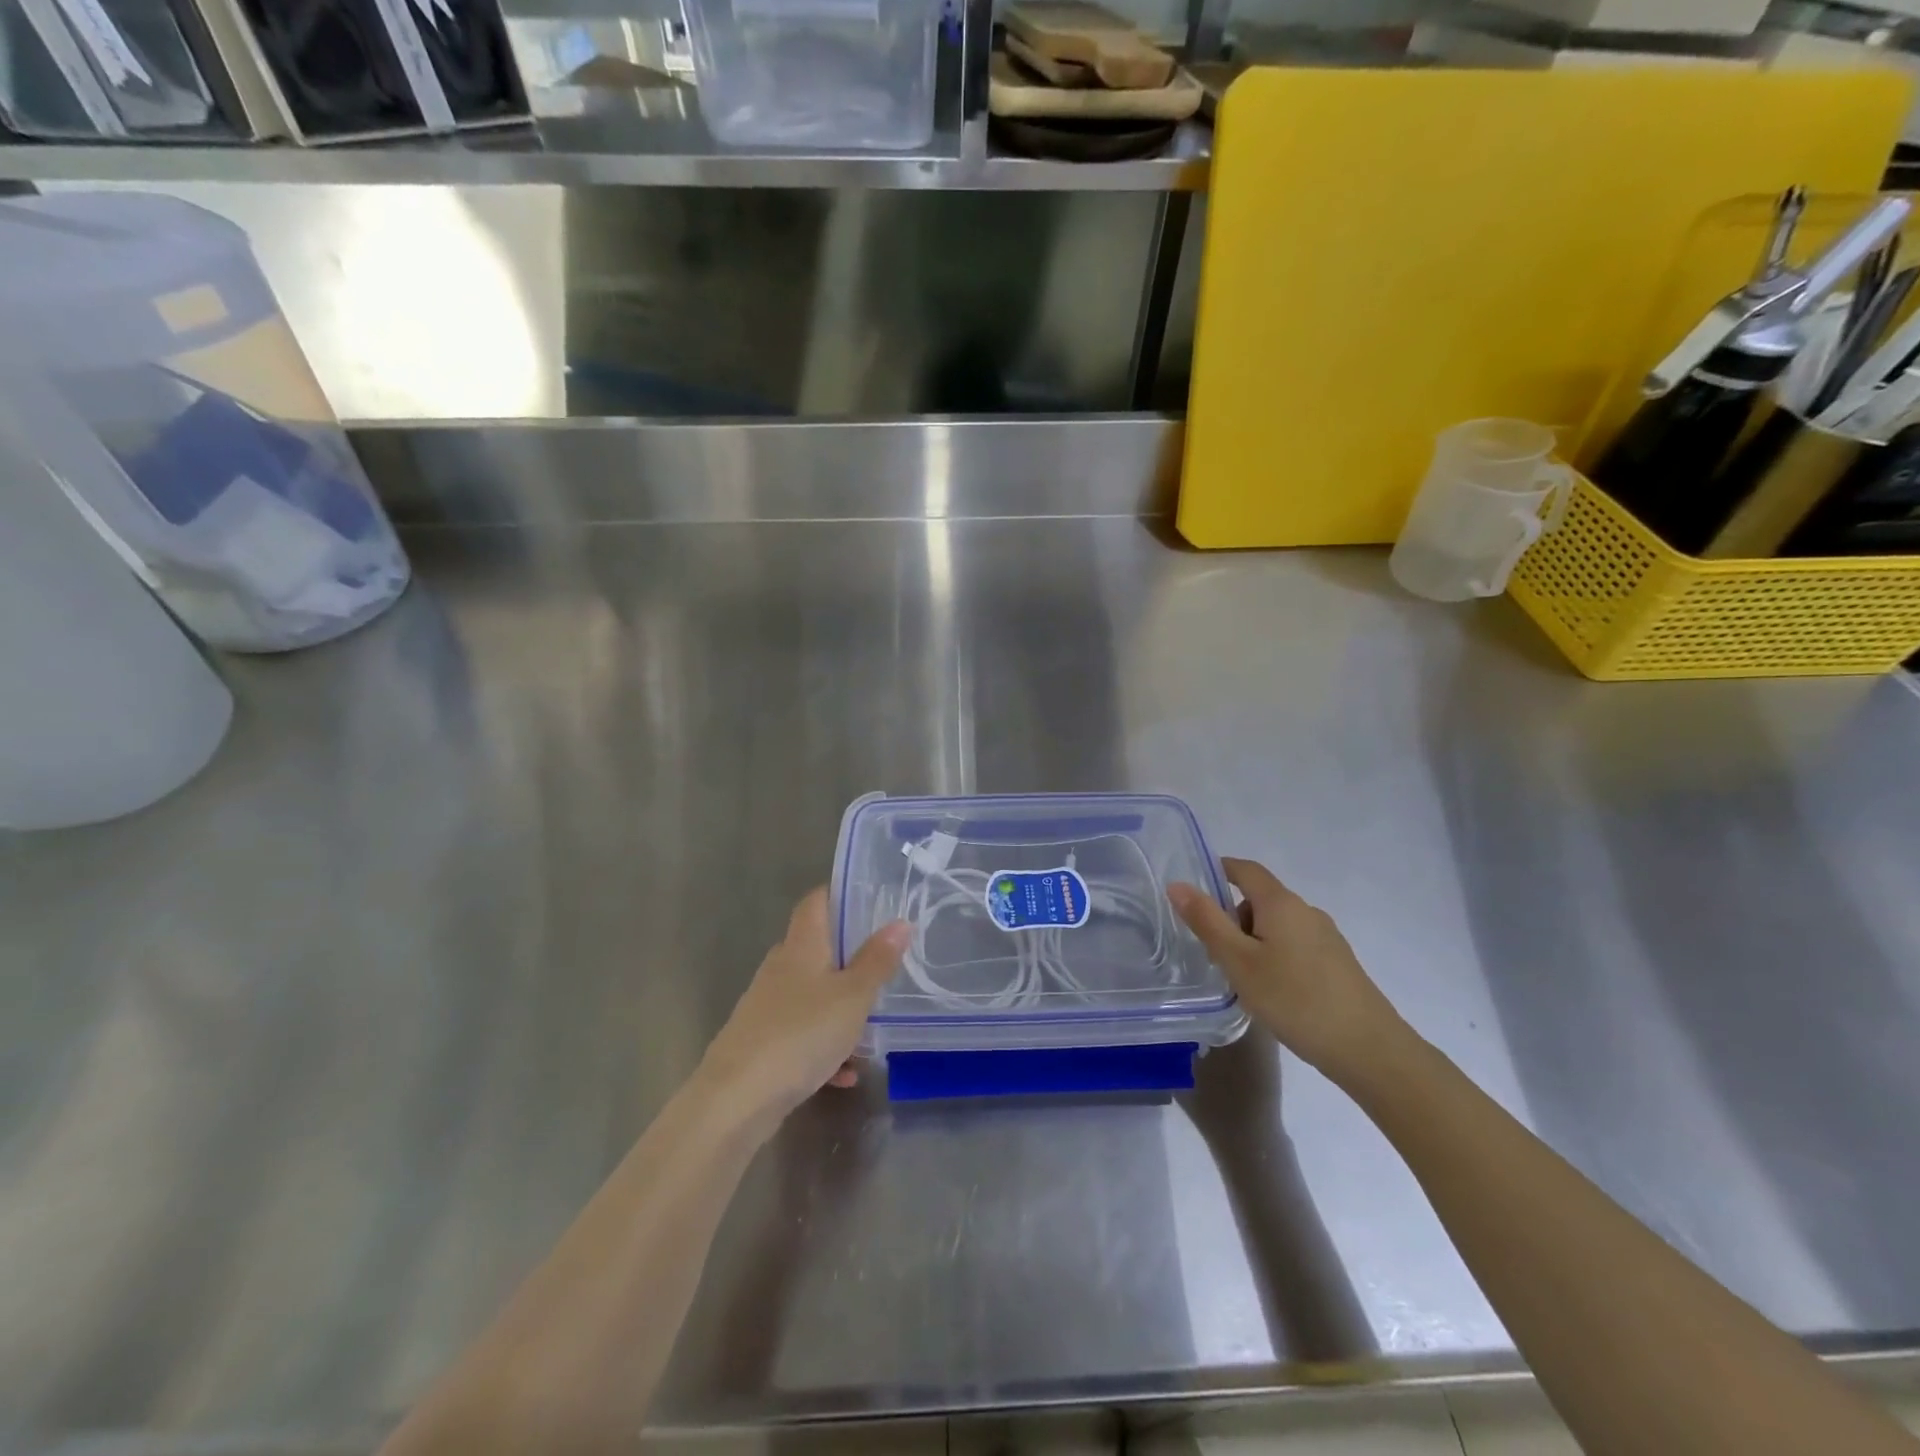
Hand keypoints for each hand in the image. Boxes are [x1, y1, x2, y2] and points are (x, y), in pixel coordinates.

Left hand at [697, 889, 908, 1129]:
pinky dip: (825, 1046)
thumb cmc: (801, 1033)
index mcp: (801, 945)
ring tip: (872, 1027)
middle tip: (886, 965)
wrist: (737, 1099)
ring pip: (813, 995)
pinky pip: (803, 1034)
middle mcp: (781, 967)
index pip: (816, 901)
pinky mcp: (763, 1042)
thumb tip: (900, 922)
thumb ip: (877, 960)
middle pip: (817, 948)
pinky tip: (845, 1073)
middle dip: (850, 956)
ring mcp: (768, 1006)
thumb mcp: (853, 996)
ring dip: (841, 1008)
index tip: (870, 899)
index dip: (839, 894)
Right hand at [1169, 858, 1406, 1084]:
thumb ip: (1207, 921)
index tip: (1194, 889)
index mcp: (1281, 904)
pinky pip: (1295, 946)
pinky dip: (1275, 957)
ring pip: (1277, 926)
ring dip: (1253, 942)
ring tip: (1243, 982)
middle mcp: (1306, 911)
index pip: (1245, 869)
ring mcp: (1327, 938)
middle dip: (1232, 918)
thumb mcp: (1239, 962)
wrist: (1370, 1050)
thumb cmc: (1295, 1000)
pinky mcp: (1338, 964)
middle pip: (1260, 900)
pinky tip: (1274, 994)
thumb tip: (1178, 884)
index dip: (1219, 869)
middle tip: (1215, 955)